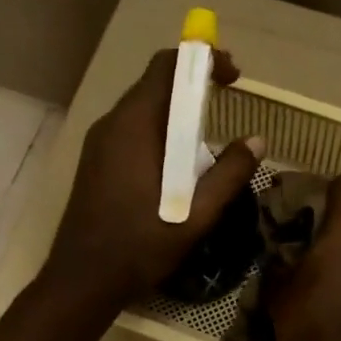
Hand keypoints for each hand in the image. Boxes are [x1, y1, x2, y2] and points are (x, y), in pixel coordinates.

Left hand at [45, 49, 262, 309]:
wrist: (83, 279)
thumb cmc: (140, 245)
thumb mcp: (196, 214)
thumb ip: (229, 175)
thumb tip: (257, 141)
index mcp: (134, 126)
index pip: (166, 67)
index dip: (202, 61)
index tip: (234, 75)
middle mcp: (111, 124)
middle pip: (154, 84)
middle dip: (193, 85)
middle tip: (228, 99)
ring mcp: (99, 143)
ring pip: (143, 109)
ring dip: (177, 110)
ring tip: (209, 132)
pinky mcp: (96, 162)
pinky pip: (133, 131)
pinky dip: (161, 130)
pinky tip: (178, 161)